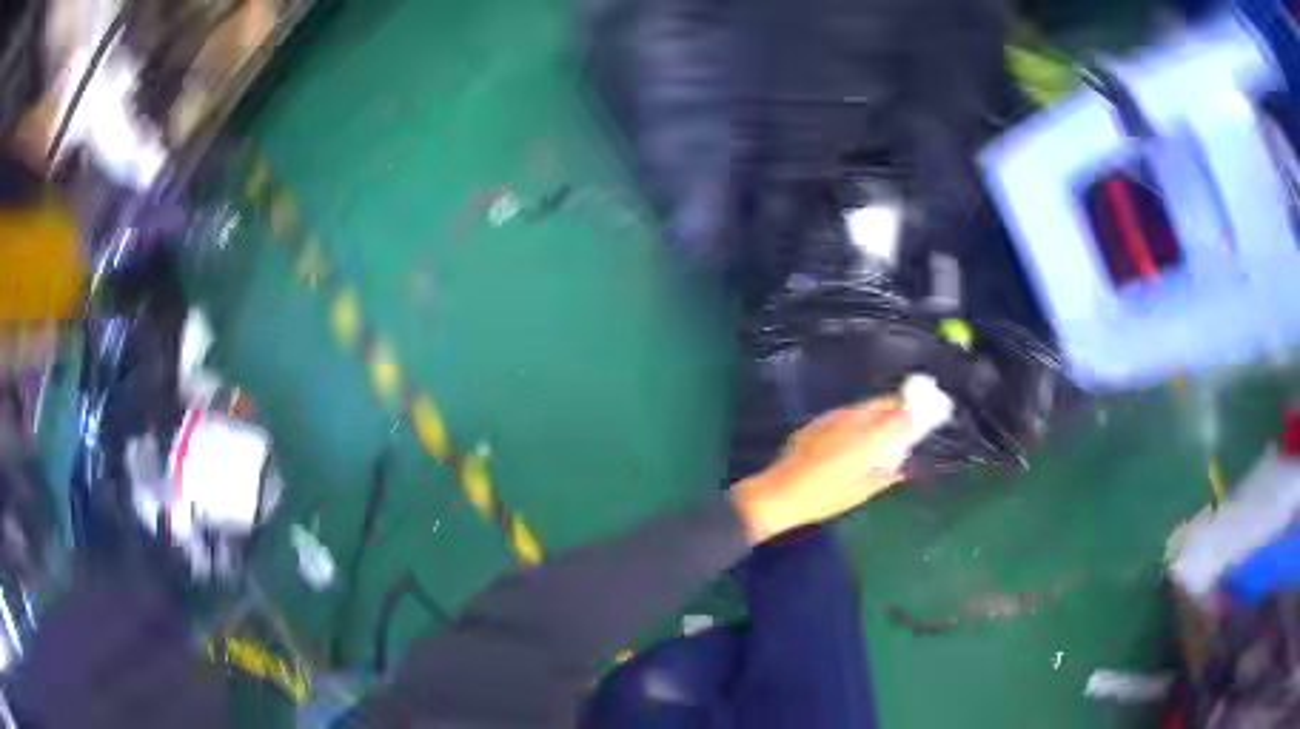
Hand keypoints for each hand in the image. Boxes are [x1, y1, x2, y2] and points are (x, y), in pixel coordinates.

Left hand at [730, 397, 911, 542]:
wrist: (781, 492)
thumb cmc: (824, 498)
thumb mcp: (861, 492)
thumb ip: (885, 476)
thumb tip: (901, 467)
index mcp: (869, 438)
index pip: (900, 415)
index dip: (914, 411)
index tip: (925, 412)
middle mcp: (853, 420)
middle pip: (882, 404)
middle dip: (896, 406)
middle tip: (906, 414)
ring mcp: (833, 418)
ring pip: (863, 406)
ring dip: (876, 411)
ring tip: (883, 423)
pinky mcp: (817, 421)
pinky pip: (845, 414)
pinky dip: (856, 419)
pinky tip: (855, 432)